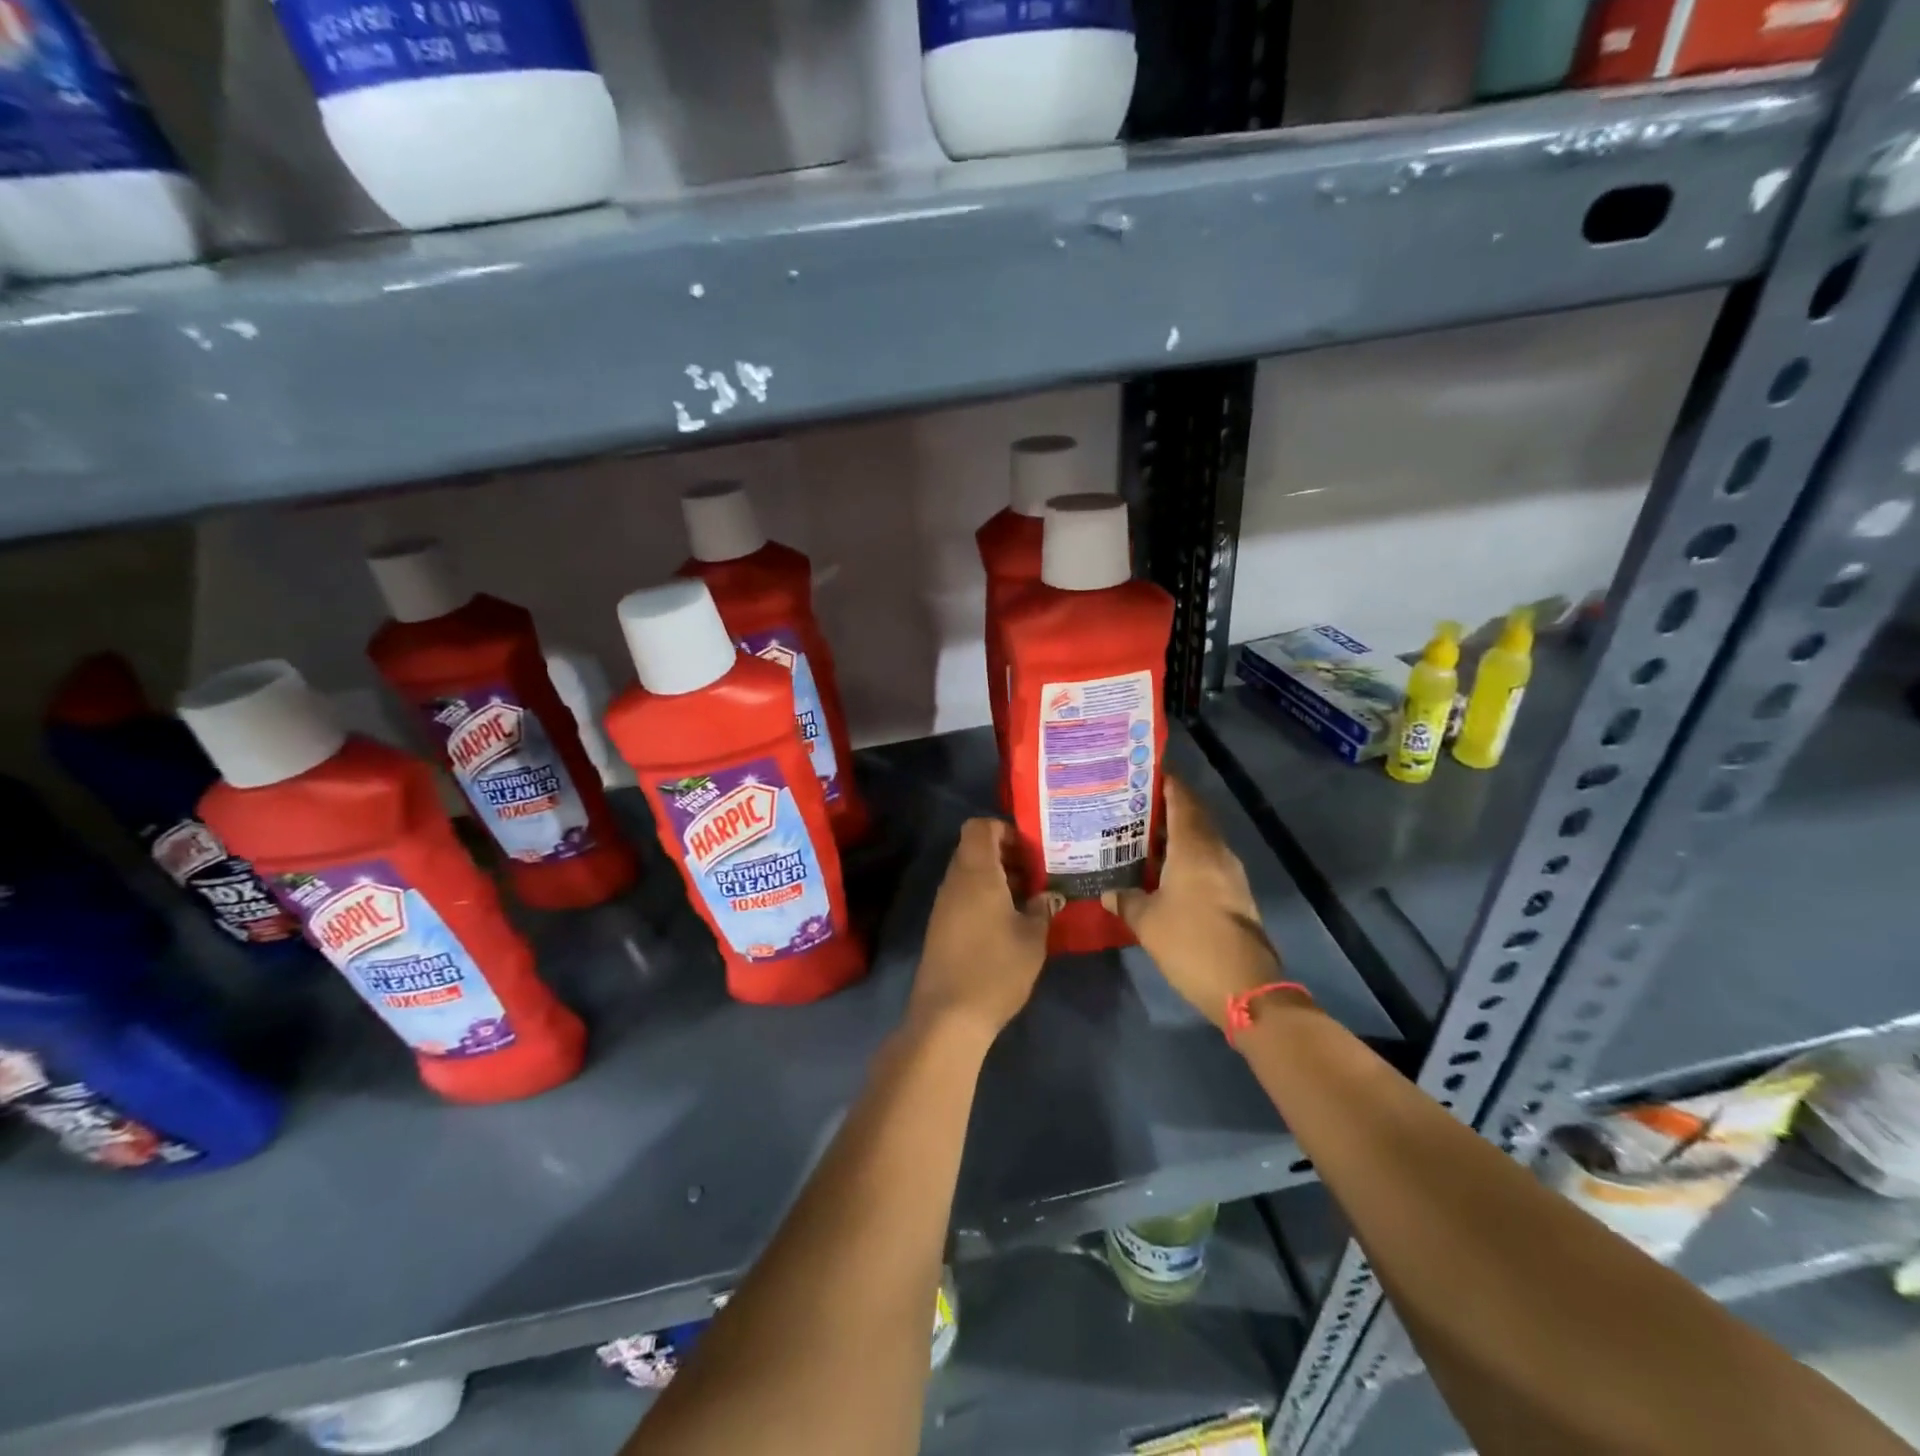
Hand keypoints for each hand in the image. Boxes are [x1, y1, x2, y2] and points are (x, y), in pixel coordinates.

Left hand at [910, 818, 1057, 1038]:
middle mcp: (955, 881)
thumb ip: (1042, 908)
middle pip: (975, 849)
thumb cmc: (996, 968)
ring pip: (970, 874)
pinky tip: (1010, 921)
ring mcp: (944, 905)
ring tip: (1030, 898)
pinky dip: (986, 897)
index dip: (1005, 829)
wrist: (948, 1016)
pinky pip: (964, 896)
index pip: (980, 827)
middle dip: (1007, 855)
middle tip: (1038, 874)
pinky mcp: (941, 927)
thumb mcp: (1032, 937)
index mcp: (976, 873)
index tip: (1032, 849)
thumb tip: (1048, 895)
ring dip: (998, 878)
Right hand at [1102, 775, 1285, 1030]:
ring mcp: (1229, 874)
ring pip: (1199, 840)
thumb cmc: (1192, 943)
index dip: (1165, 782)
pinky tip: (1159, 870)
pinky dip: (1183, 857)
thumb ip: (1125, 900)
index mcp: (1195, 847)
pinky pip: (1205, 862)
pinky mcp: (1233, 895)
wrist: (1245, 988)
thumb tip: (1107, 892)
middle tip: (1129, 804)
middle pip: (1192, 816)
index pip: (1182, 799)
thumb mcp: (1146, 921)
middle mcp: (1216, 852)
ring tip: (1137, 835)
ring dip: (1173, 834)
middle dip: (1164, 807)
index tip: (1140, 773)